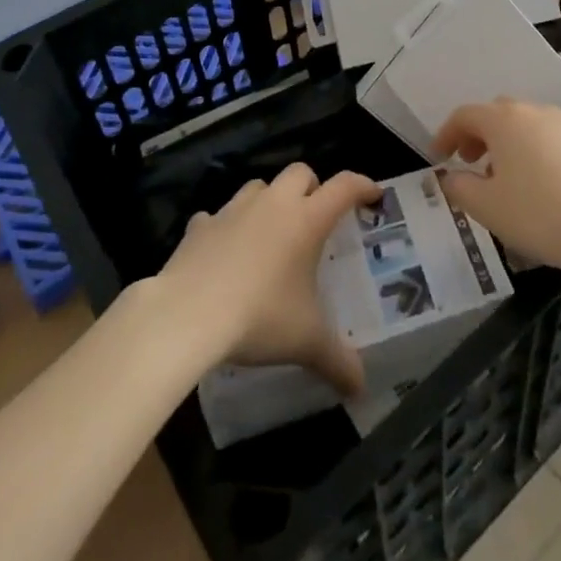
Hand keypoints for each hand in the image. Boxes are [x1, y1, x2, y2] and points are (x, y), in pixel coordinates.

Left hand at [155, 162, 380, 393]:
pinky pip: (217, 215)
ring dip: (269, 201)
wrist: (187, 315)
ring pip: (259, 186)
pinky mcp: (201, 225)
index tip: (373, 195)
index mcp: (306, 220)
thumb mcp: (305, 342)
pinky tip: (223, 250)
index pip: (344, 186)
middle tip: (315, 217)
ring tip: (270, 232)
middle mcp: (274, 204)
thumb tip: (361, 387)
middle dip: (312, 187)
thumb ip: (337, 360)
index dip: (362, 186)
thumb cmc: (259, 317)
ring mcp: (234, 210)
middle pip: (301, 173)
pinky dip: (225, 227)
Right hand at [435, 99, 560, 284]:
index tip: (438, 156)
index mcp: (503, 120)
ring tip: (503, 181)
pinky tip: (538, 188)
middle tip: (469, 163)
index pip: (465, 115)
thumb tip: (449, 177)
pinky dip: (532, 153)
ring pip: (525, 126)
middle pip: (496, 114)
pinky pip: (548, 140)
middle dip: (478, 135)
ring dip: (506, 145)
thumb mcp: (487, 208)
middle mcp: (533, 112)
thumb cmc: (539, 213)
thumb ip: (460, 189)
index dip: (446, 133)